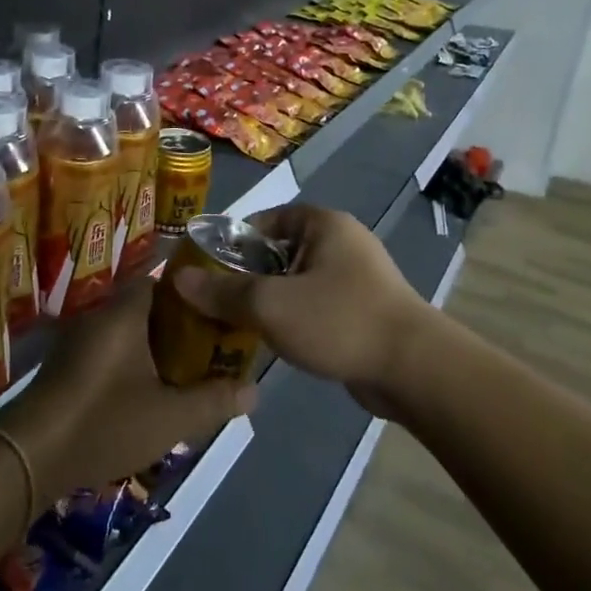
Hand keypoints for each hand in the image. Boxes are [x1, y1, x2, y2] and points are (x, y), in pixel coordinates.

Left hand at [0, 278, 254, 503]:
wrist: (31, 454)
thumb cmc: (105, 422)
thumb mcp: (169, 418)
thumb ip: (213, 401)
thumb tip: (255, 391)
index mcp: (124, 313)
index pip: (160, 280)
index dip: (190, 295)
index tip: (215, 314)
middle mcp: (98, 315)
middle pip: (143, 306)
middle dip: (174, 325)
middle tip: (204, 349)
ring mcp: (76, 339)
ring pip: (123, 330)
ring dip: (149, 346)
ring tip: (180, 372)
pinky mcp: (63, 364)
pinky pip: (105, 350)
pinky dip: (126, 362)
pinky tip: (141, 392)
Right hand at [172, 205, 431, 408]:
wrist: (414, 369)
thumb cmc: (339, 320)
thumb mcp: (270, 305)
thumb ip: (223, 292)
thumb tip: (177, 278)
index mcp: (323, 224)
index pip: (263, 221)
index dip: (231, 244)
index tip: (206, 272)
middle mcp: (341, 241)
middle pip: (277, 252)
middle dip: (246, 277)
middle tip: (215, 302)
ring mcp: (357, 276)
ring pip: (296, 282)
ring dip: (269, 301)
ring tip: (236, 325)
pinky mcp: (364, 309)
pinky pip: (315, 305)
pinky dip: (293, 318)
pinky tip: (273, 342)